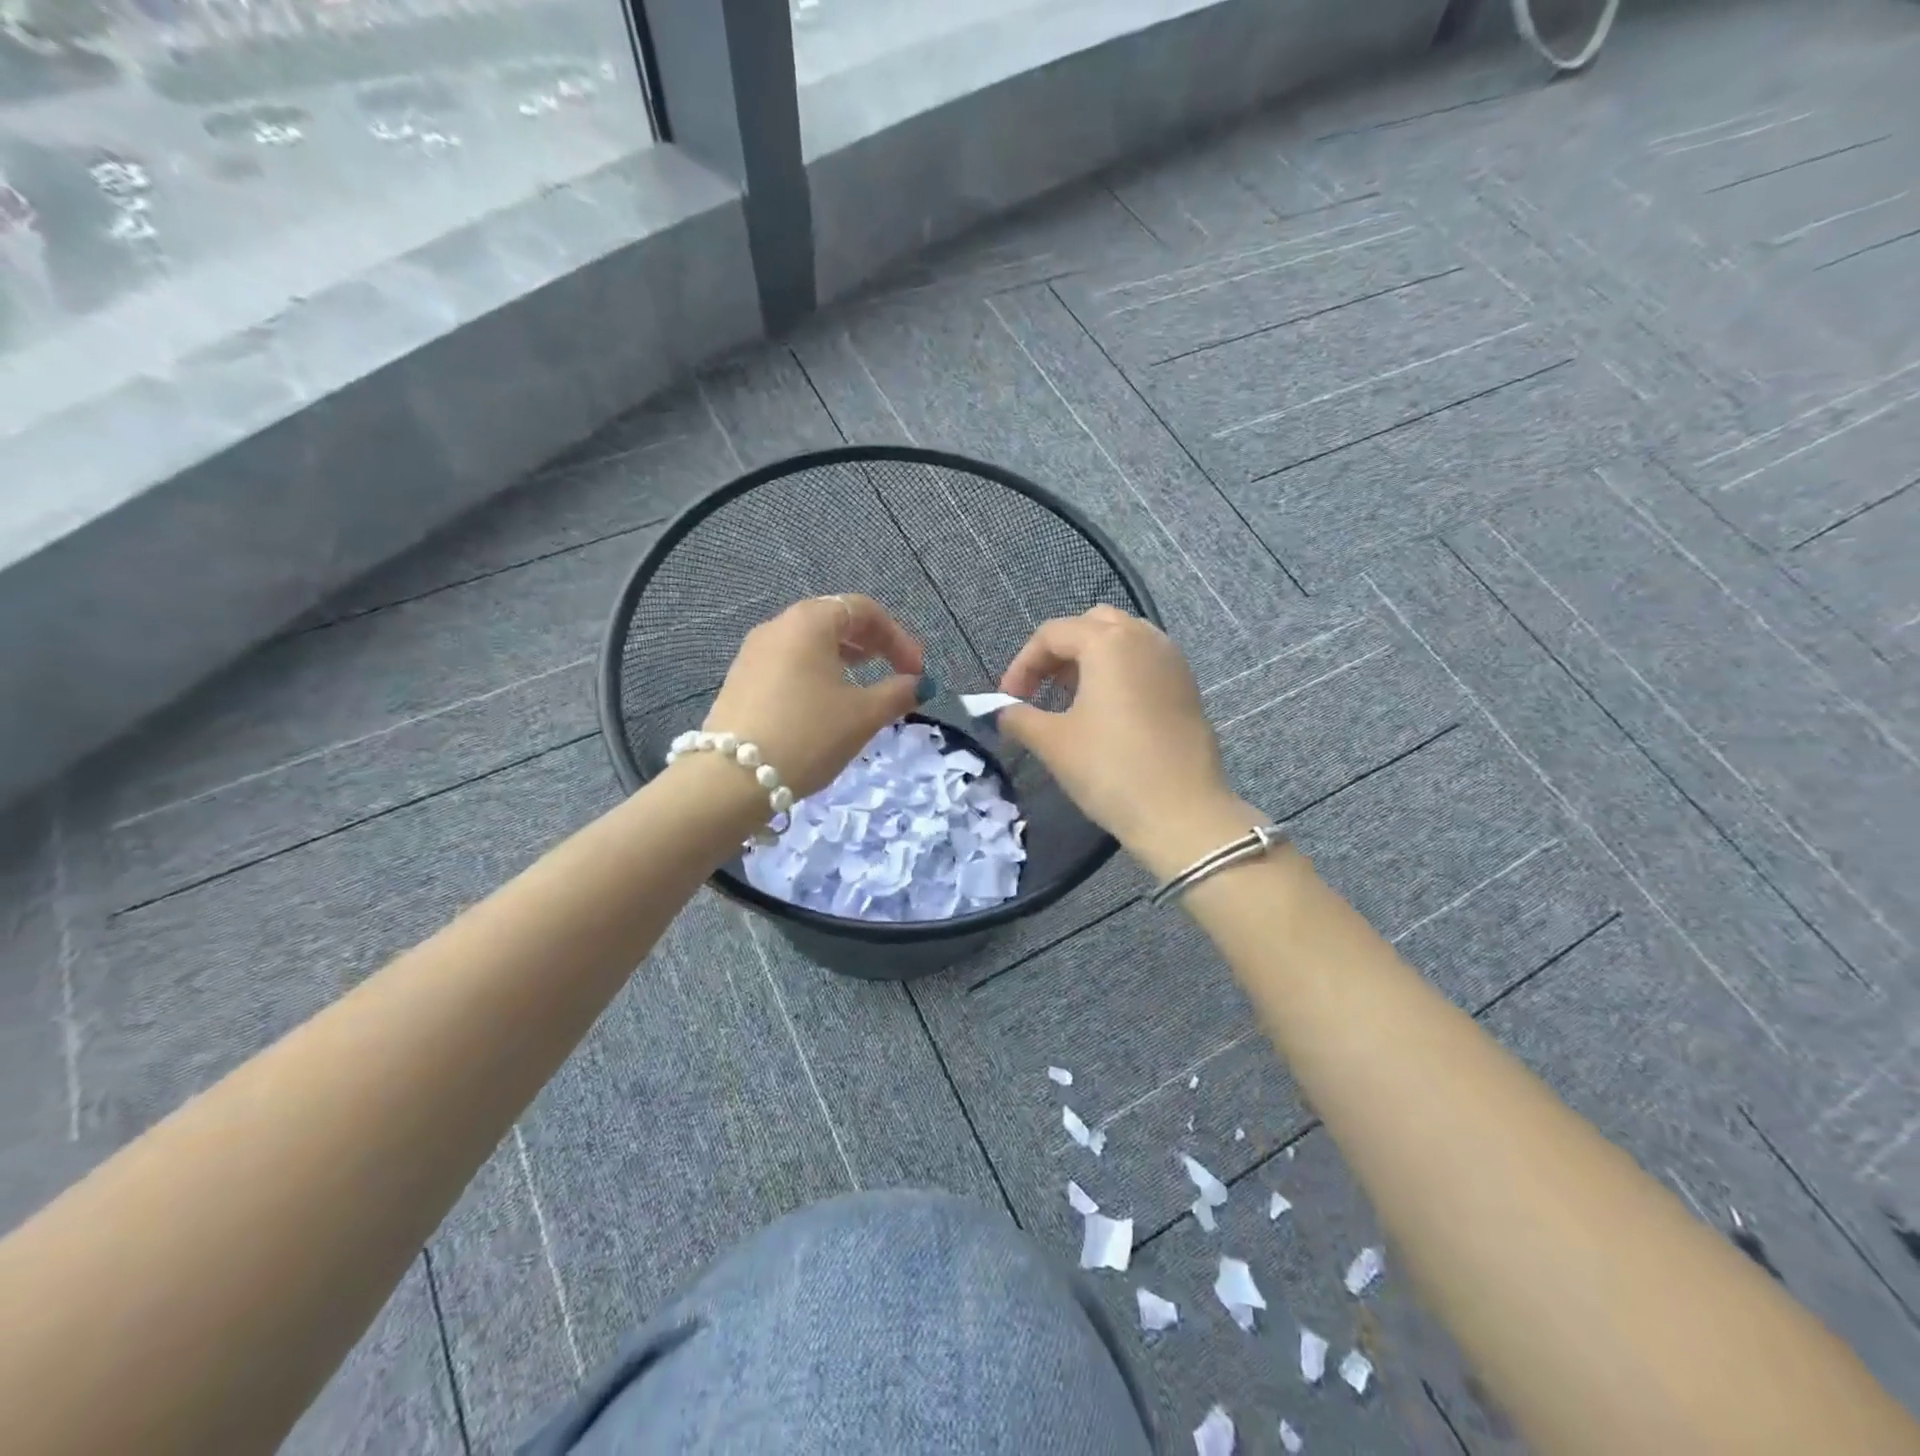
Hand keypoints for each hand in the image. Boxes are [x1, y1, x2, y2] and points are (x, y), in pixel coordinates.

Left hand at [702, 595, 925, 798]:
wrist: (731, 780)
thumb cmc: (808, 735)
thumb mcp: (863, 715)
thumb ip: (898, 693)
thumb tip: (918, 684)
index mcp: (809, 622)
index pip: (864, 609)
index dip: (898, 637)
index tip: (916, 671)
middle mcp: (778, 627)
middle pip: (834, 620)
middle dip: (872, 644)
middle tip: (895, 672)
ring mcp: (753, 653)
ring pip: (809, 643)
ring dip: (844, 659)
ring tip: (864, 688)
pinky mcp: (740, 680)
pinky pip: (789, 664)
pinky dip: (817, 673)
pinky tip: (826, 705)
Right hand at [997, 606, 1245, 858]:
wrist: (1182, 813)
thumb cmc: (1111, 769)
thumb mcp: (1053, 743)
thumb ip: (1020, 718)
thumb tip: (1004, 712)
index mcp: (1109, 642)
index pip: (1052, 634)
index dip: (1022, 664)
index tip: (1008, 700)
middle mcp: (1144, 638)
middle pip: (1092, 625)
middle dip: (1060, 652)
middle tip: (1041, 689)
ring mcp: (1172, 661)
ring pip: (1124, 640)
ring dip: (1092, 659)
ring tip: (1073, 698)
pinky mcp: (1188, 687)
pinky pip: (1146, 662)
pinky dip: (1120, 673)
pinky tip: (1108, 712)